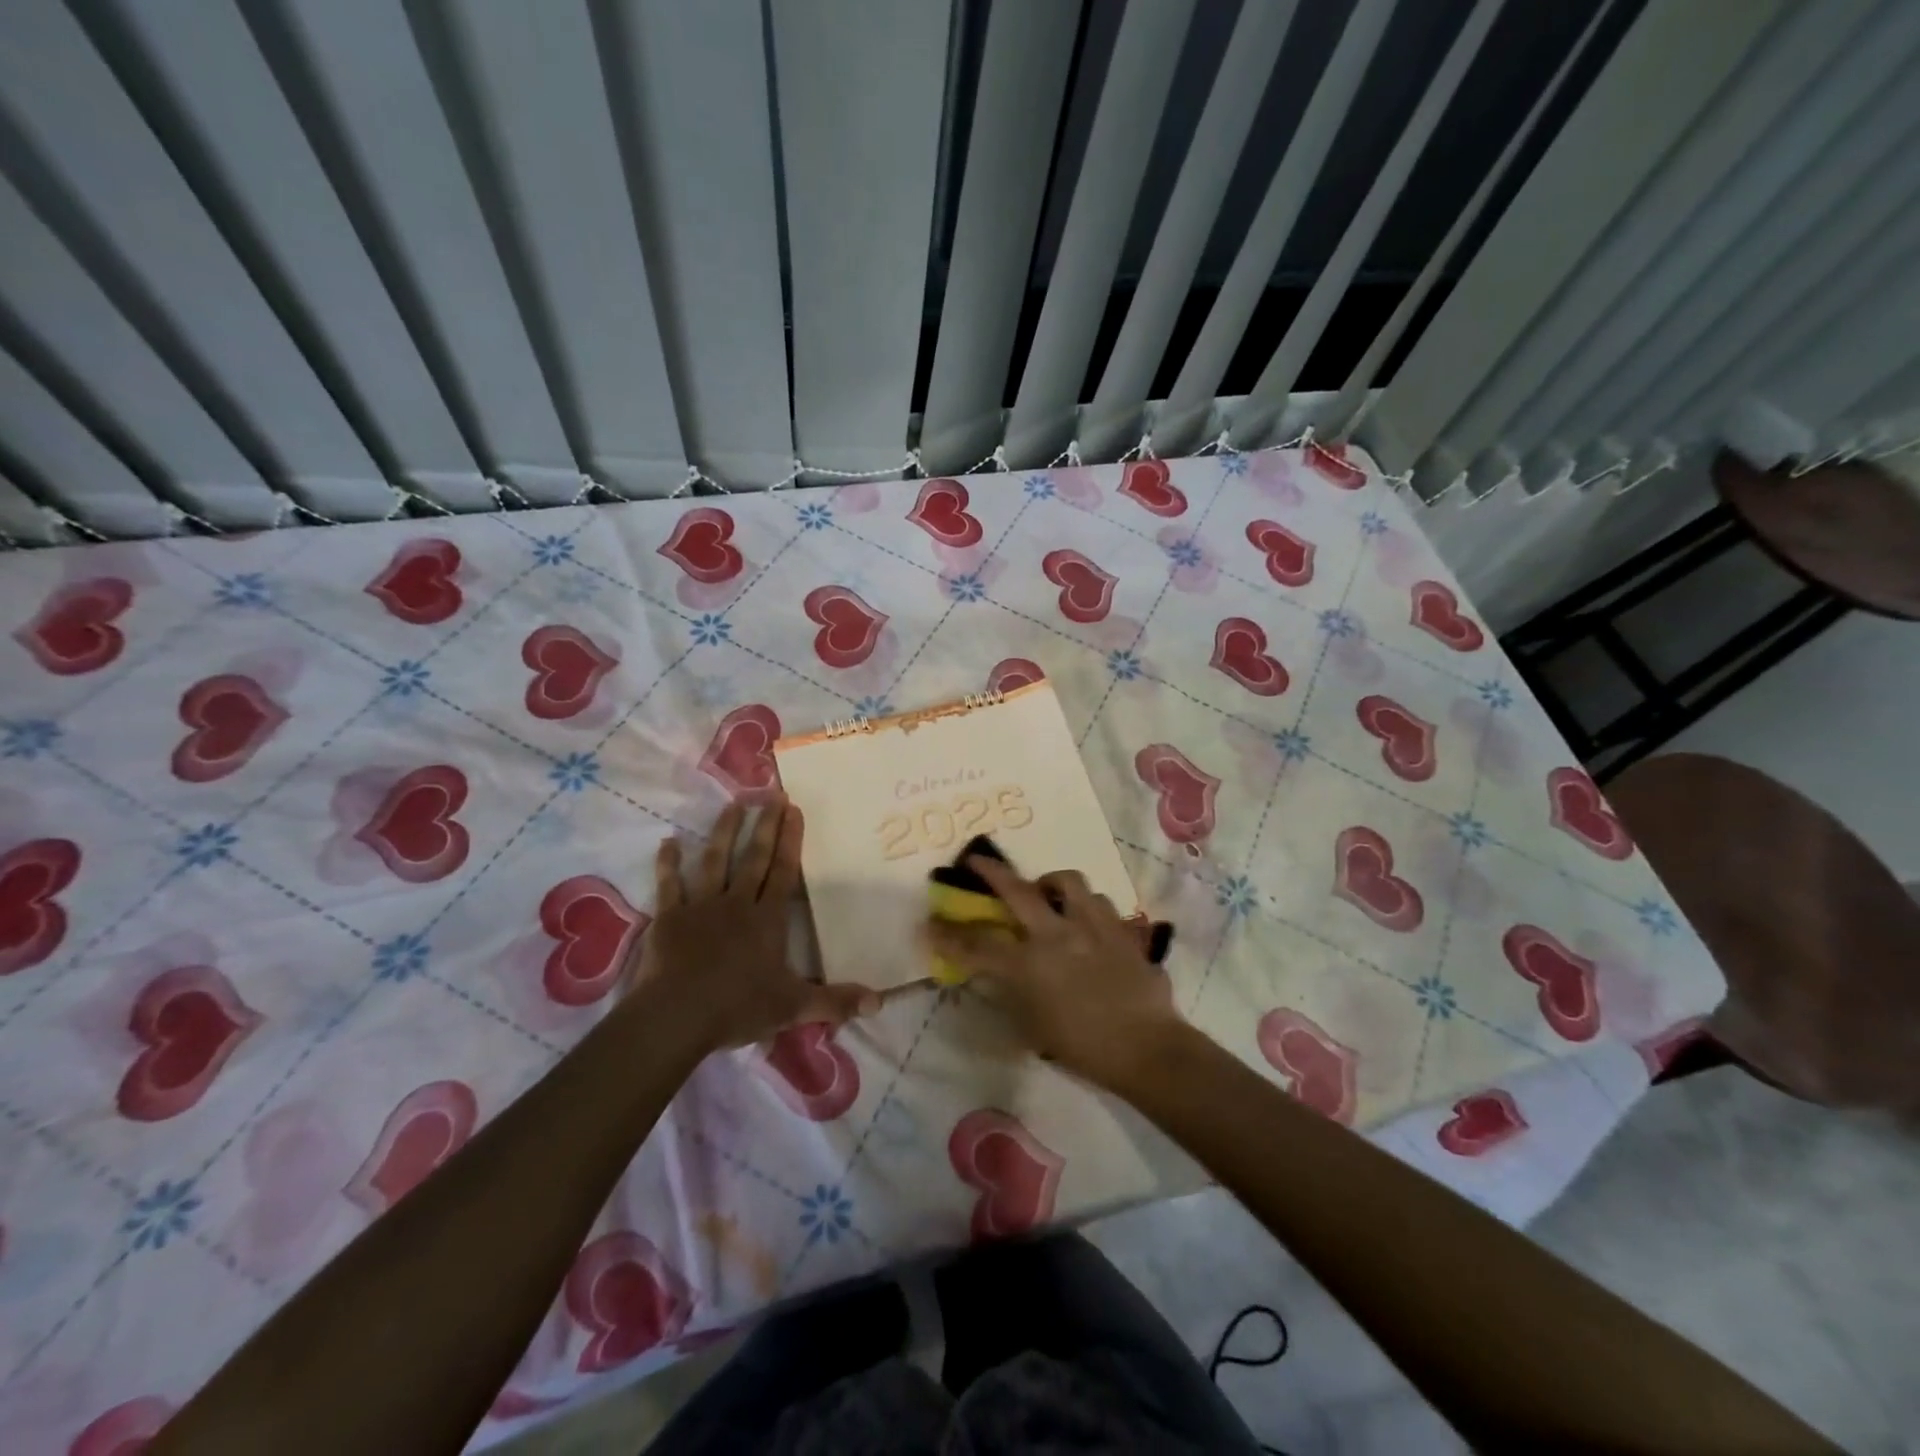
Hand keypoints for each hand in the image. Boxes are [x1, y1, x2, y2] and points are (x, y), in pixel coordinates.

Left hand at [629, 796, 878, 1050]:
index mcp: (767, 920)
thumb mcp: (794, 1007)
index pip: (783, 872)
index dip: (790, 840)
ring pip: (715, 861)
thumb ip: (835, 1001)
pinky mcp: (670, 918)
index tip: (793, 809)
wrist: (678, 1016)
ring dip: (724, 832)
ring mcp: (701, 907)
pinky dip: (668, 863)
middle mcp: (736, 904)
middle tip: (771, 794)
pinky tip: (668, 842)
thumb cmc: (738, 1007)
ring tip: (732, 805)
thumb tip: (879, 1003)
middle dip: (764, 825)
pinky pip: (669, 885)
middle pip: (753, 858)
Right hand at [923, 856, 1182, 1090]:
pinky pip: (1100, 902)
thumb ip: (1013, 992)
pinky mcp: (1121, 929)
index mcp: (1030, 965)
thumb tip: (1001, 972)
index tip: (930, 924)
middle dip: (992, 872)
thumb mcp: (1033, 1027)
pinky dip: (1086, 906)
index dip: (949, 935)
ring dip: (1050, 884)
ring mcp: (1093, 926)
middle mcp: (1058, 934)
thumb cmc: (1083, 1048)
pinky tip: (1086, 920)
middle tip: (976, 861)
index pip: (978, 944)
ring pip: (1068, 882)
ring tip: (1047, 894)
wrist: (1147, 1048)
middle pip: (1018, 890)